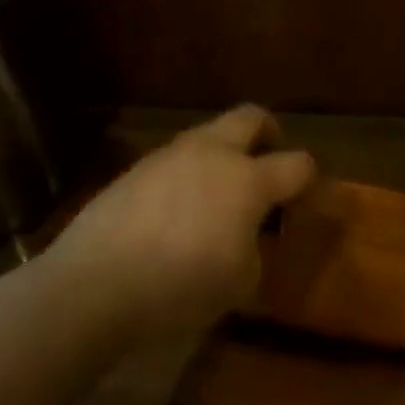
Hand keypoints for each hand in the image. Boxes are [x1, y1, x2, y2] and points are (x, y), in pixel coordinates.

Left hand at [53, 106, 316, 338]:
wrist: (95, 283)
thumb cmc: (179, 287)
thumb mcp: (239, 282)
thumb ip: (256, 247)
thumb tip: (248, 233)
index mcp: (247, 180)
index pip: (297, 163)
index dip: (309, 177)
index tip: (306, 196)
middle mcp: (212, 154)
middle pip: (251, 118)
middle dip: (268, 133)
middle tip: (269, 161)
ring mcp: (170, 156)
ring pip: (208, 134)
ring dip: (224, 153)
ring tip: (218, 194)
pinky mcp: (136, 169)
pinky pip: (176, 159)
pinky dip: (189, 173)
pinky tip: (177, 210)